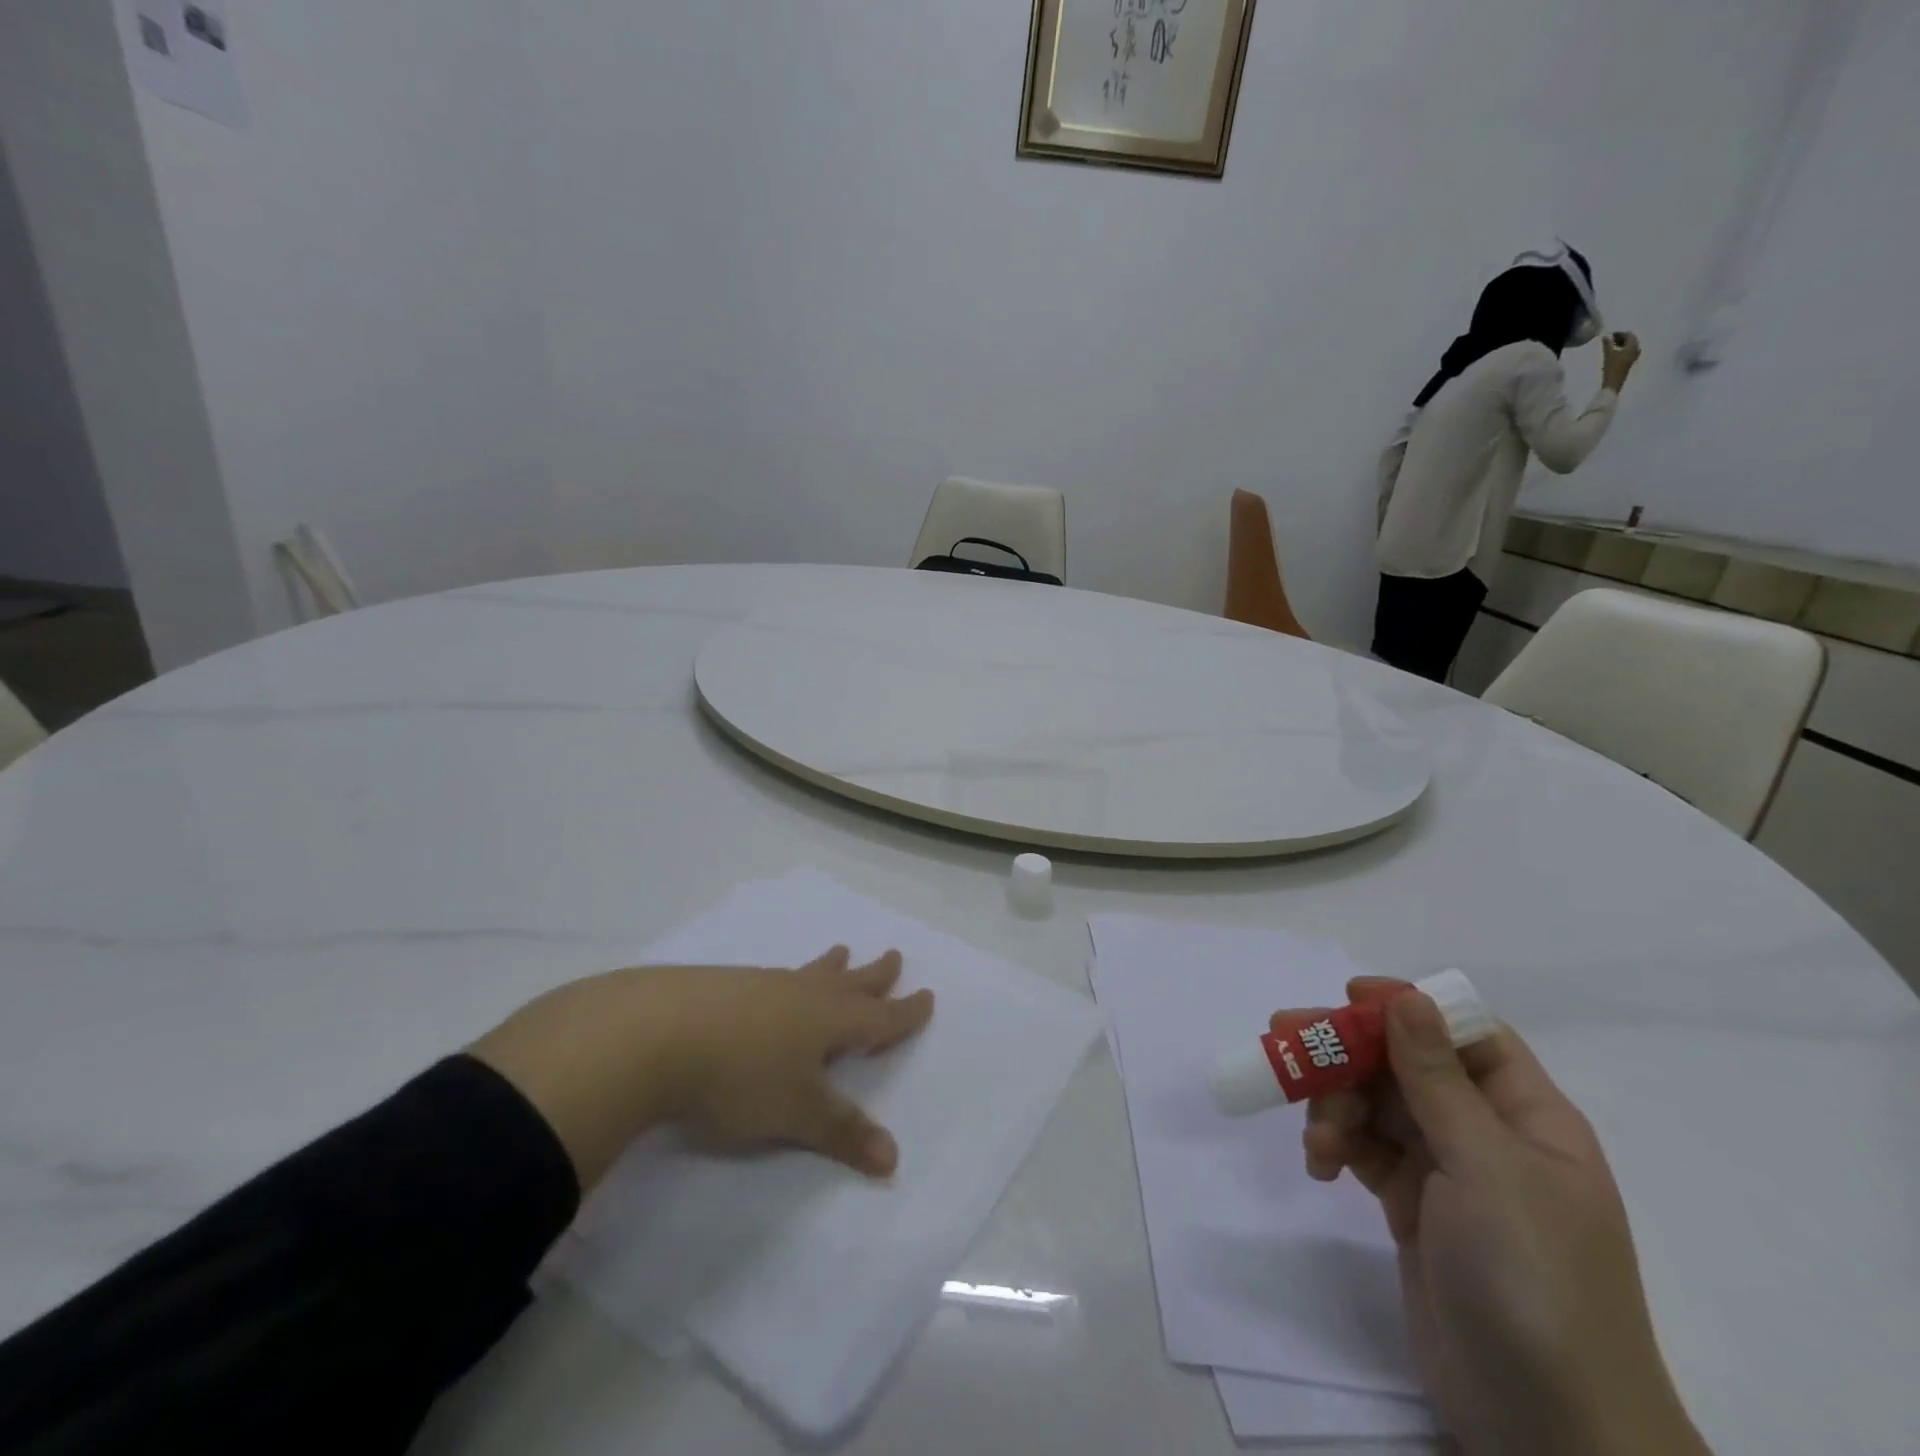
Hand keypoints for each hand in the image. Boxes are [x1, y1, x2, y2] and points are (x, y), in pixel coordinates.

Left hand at [469, 947, 933, 1190]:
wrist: (653, 1033)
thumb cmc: (739, 1076)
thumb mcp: (796, 1113)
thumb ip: (843, 1133)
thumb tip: (893, 1158)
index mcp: (827, 1020)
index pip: (878, 1017)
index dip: (904, 1012)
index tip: (927, 996)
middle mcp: (799, 995)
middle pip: (848, 984)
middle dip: (874, 975)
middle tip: (893, 956)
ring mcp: (759, 986)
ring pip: (807, 974)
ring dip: (829, 968)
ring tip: (840, 952)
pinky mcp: (721, 986)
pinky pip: (772, 979)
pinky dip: (788, 979)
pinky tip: (769, 986)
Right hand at [1296, 980, 1706, 1455]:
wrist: (1548, 1429)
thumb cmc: (1532, 1278)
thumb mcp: (1486, 1168)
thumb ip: (1437, 1080)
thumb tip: (1409, 997)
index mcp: (1527, 1117)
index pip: (1465, 1035)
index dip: (1410, 1007)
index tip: (1349, 996)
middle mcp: (1488, 1135)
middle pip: (1406, 1065)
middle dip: (1349, 1053)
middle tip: (1283, 1036)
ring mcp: (1449, 1174)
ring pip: (1377, 1106)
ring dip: (1336, 1108)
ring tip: (1317, 1140)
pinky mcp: (1413, 1209)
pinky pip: (1365, 1151)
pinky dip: (1337, 1147)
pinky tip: (1321, 1166)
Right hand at [1601, 331, 1642, 391]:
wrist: (1613, 383)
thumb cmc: (1612, 368)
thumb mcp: (1608, 354)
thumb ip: (1607, 343)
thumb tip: (1605, 335)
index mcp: (1633, 345)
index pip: (1629, 335)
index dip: (1620, 333)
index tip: (1610, 335)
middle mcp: (1636, 349)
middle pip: (1631, 340)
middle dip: (1621, 338)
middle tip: (1610, 340)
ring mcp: (1634, 356)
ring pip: (1629, 346)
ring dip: (1621, 344)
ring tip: (1611, 346)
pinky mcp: (1630, 363)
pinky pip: (1628, 352)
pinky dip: (1622, 350)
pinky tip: (1615, 353)